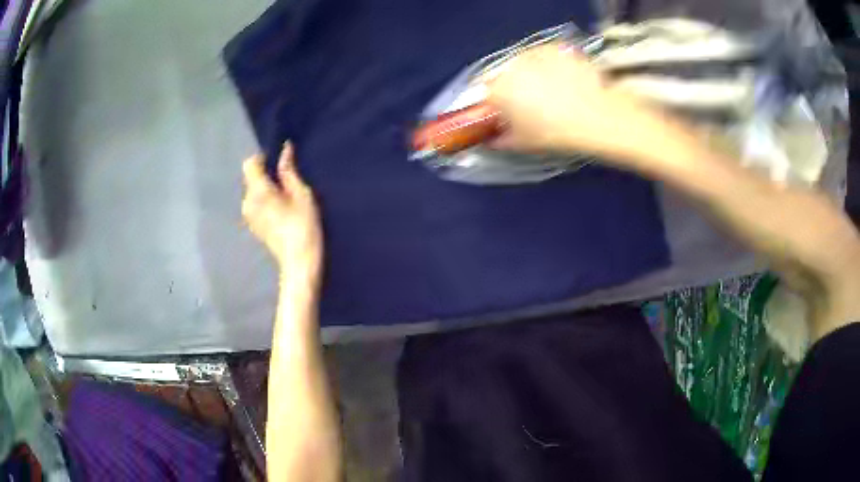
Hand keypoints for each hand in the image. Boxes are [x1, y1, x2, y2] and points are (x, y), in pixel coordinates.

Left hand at [242, 143, 322, 286]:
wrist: (299, 262)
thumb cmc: (304, 226)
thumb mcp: (302, 195)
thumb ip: (289, 171)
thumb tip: (285, 150)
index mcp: (258, 192)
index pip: (250, 164)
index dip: (263, 158)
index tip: (279, 162)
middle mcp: (247, 202)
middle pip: (250, 178)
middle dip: (265, 174)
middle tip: (287, 180)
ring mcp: (248, 216)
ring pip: (252, 191)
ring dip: (265, 188)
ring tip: (285, 196)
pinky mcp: (253, 226)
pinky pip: (254, 204)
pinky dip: (264, 200)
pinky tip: (281, 210)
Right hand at [486, 44, 658, 160]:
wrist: (597, 117)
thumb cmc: (556, 133)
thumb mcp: (524, 143)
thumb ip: (501, 141)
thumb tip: (493, 140)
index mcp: (499, 89)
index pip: (485, 93)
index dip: (495, 104)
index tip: (506, 113)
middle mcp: (512, 67)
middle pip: (505, 75)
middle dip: (513, 87)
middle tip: (532, 104)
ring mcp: (535, 54)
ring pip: (524, 63)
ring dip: (529, 73)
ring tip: (551, 90)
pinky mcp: (556, 49)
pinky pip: (544, 55)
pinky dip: (548, 63)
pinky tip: (563, 78)